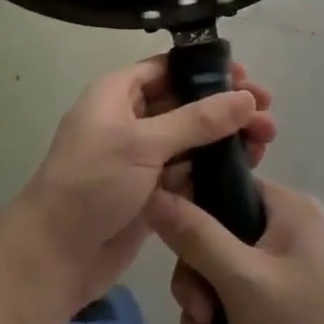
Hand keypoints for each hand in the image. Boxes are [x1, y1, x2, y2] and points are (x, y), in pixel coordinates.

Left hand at [5, 57, 276, 317]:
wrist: (56, 254)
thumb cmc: (94, 183)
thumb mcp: (144, 143)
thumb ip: (197, 120)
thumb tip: (246, 98)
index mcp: (117, 93)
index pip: (168, 68)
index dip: (208, 71)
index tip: (247, 80)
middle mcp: (129, 119)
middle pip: (185, 103)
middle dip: (225, 108)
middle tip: (267, 118)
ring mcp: (139, 158)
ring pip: (190, 140)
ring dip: (225, 140)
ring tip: (265, 144)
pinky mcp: (150, 192)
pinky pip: (187, 172)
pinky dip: (212, 170)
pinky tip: (245, 171)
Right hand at [148, 178, 323, 323]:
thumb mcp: (242, 281)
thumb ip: (194, 235)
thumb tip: (153, 192)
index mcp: (289, 211)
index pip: (224, 189)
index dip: (191, 215)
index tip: (175, 252)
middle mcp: (286, 239)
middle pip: (211, 248)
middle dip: (199, 298)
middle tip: (204, 321)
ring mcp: (282, 283)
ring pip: (215, 292)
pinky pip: (230, 323)